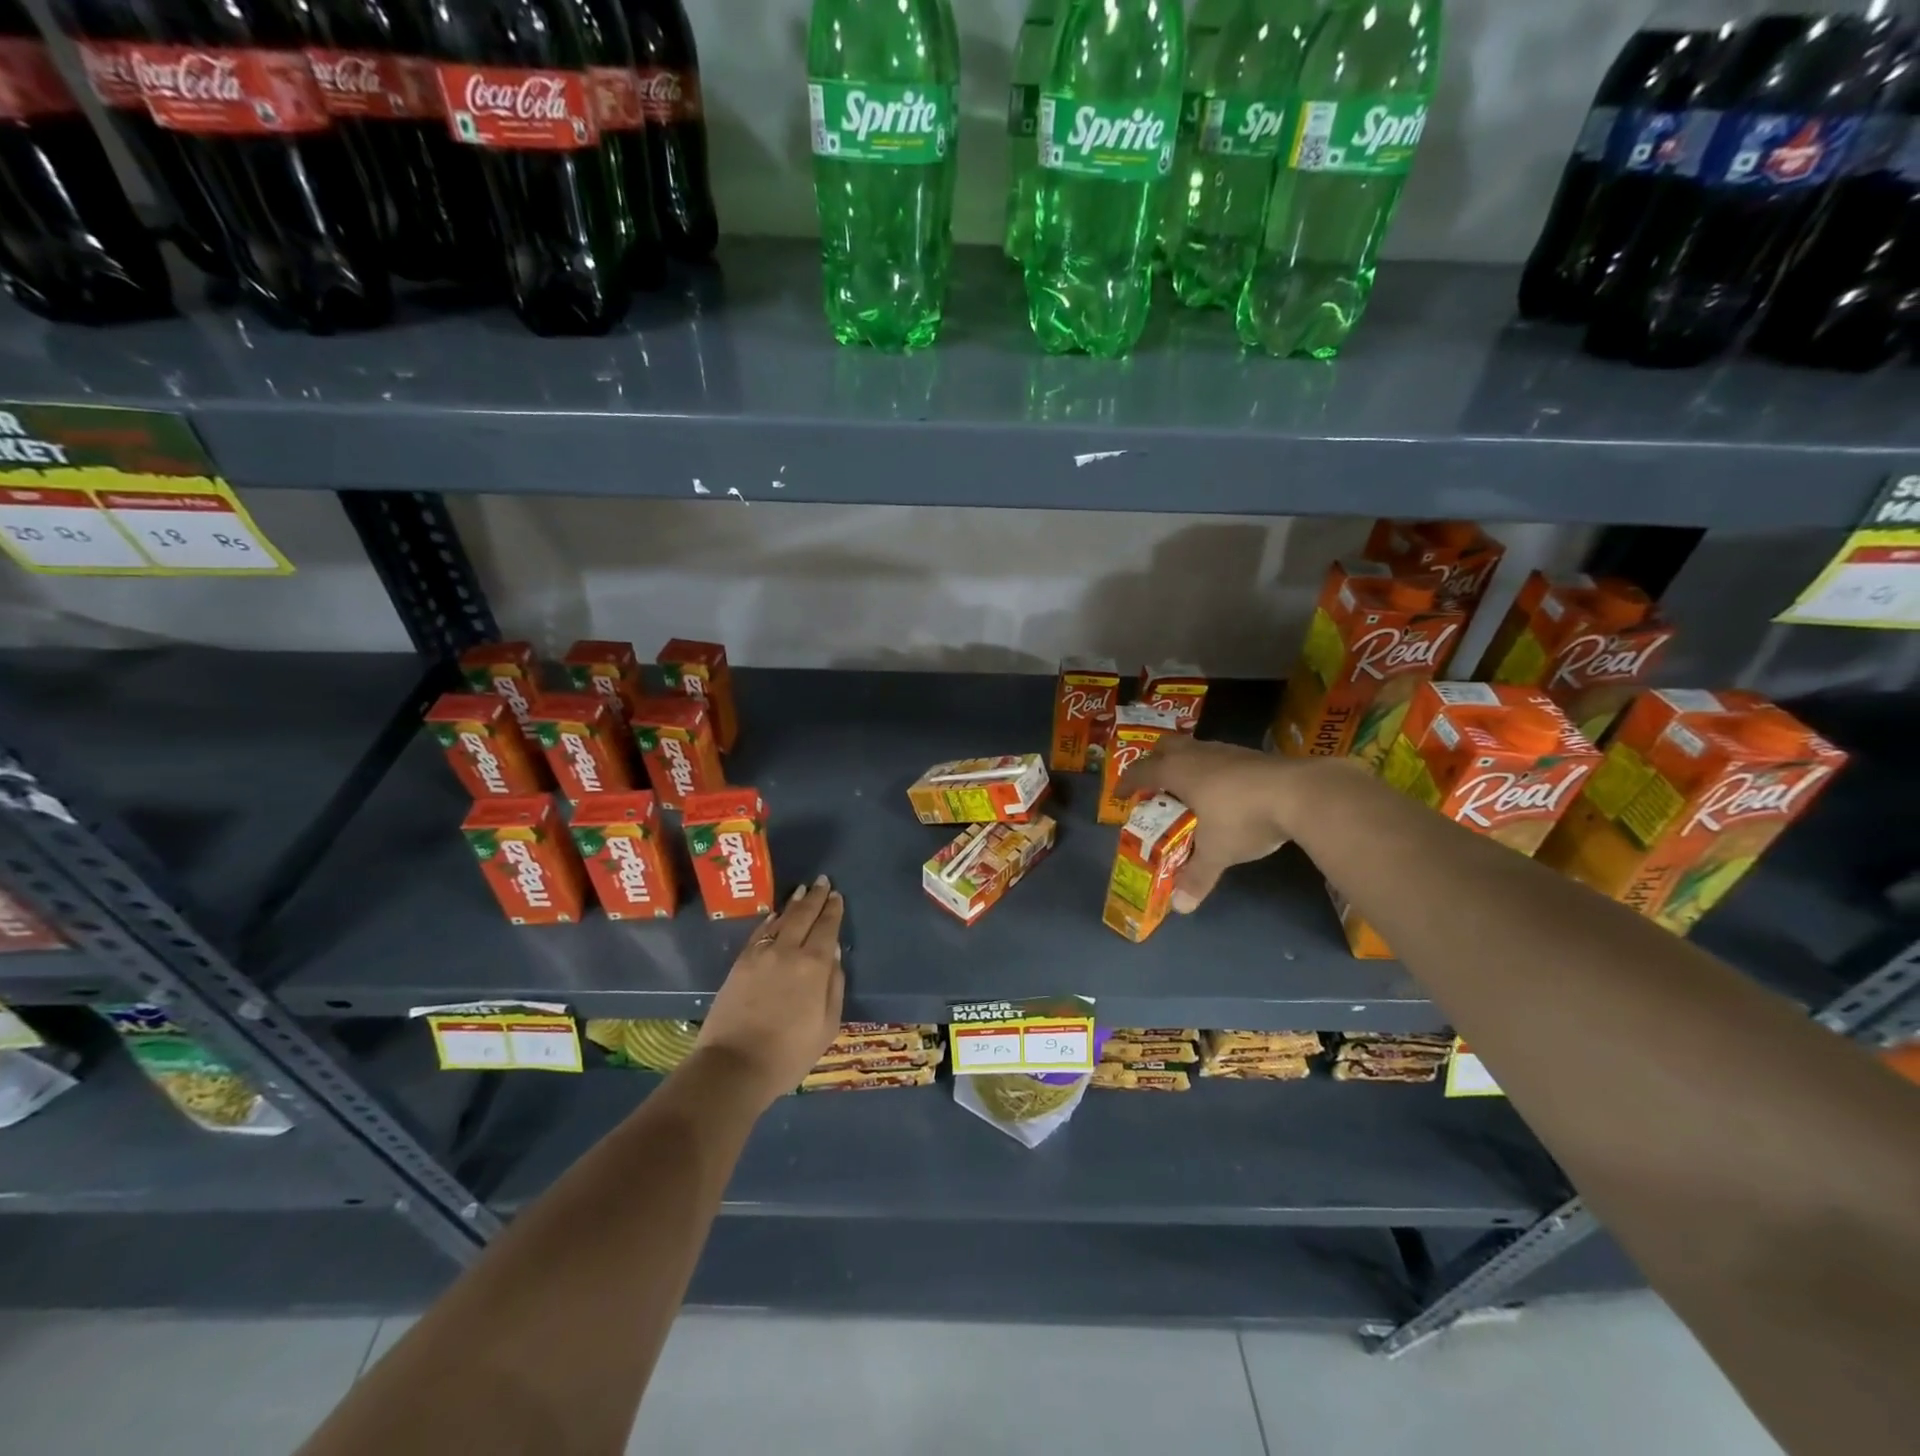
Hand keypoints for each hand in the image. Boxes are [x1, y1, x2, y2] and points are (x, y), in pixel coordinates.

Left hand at [694, 876, 846, 1108]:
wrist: (734, 1066)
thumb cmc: (789, 1053)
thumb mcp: (827, 1026)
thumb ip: (833, 986)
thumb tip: (834, 955)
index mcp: (814, 966)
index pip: (827, 928)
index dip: (833, 910)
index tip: (837, 896)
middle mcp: (788, 951)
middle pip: (804, 916)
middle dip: (815, 898)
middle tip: (823, 882)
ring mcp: (760, 955)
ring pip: (781, 920)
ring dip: (793, 904)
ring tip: (802, 891)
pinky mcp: (740, 964)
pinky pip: (759, 933)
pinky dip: (770, 921)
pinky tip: (775, 915)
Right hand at [1117, 736, 1306, 911]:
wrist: (1301, 793)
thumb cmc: (1244, 818)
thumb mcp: (1217, 851)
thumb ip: (1196, 876)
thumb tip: (1180, 908)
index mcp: (1178, 772)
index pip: (1141, 771)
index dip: (1127, 783)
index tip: (1120, 795)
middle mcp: (1197, 754)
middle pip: (1165, 747)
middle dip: (1154, 762)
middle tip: (1153, 786)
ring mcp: (1226, 751)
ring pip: (1194, 749)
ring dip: (1185, 765)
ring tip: (1187, 791)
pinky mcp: (1251, 755)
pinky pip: (1218, 757)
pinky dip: (1210, 770)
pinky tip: (1222, 792)